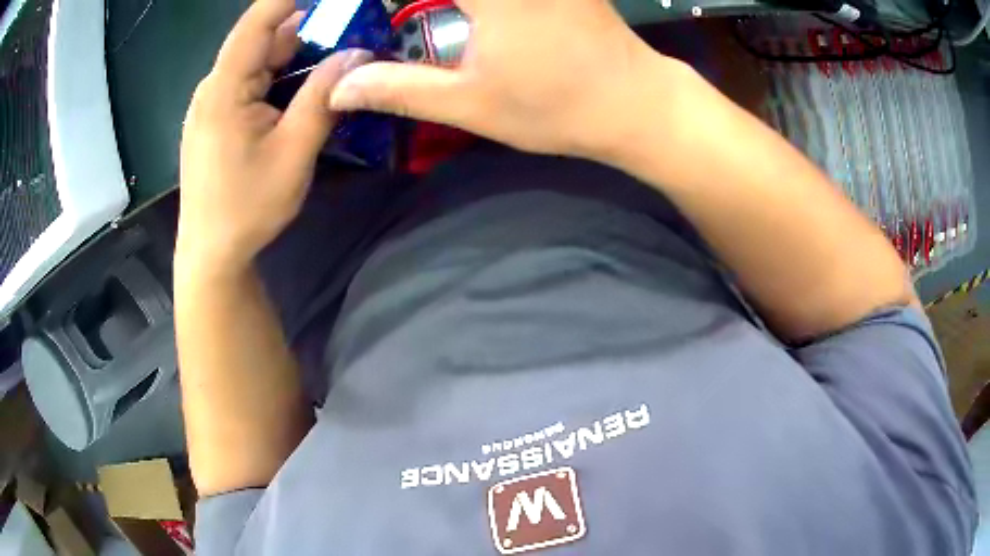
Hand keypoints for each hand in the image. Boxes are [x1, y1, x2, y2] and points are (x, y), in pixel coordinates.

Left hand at [178, 0, 370, 271]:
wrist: (211, 254)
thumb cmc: (246, 208)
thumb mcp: (293, 153)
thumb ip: (323, 98)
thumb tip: (358, 54)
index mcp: (224, 90)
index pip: (256, 23)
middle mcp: (214, 87)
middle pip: (261, 40)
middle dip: (306, 27)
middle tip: (350, 25)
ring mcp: (213, 103)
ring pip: (258, 61)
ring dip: (296, 53)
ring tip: (337, 51)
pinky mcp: (217, 118)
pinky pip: (251, 82)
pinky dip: (280, 75)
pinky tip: (307, 82)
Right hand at [330, 0, 693, 157]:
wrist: (635, 102)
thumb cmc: (555, 106)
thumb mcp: (469, 103)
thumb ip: (398, 89)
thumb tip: (338, 89)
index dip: (379, 4)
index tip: (368, 16)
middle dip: (417, 4)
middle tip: (397, 18)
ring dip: (443, 5)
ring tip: (437, 20)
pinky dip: (469, 3)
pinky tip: (459, 15)